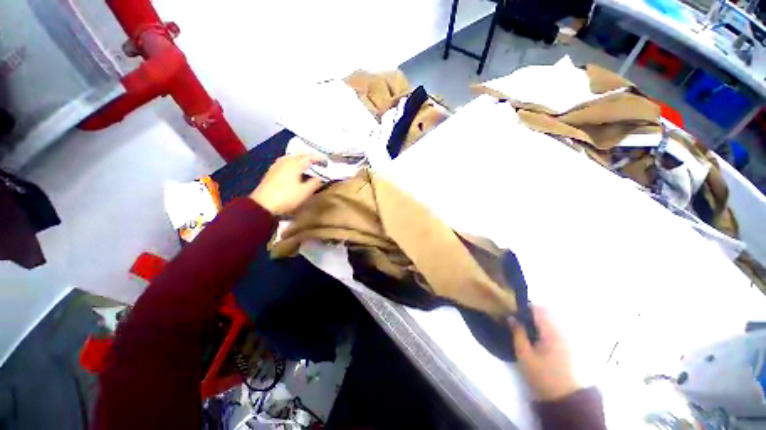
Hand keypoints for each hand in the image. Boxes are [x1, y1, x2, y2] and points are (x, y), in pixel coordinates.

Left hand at [250, 154, 324, 215]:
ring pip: (290, 158)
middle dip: (308, 157)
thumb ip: (314, 183)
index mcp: (294, 165)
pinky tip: (292, 168)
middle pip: (298, 155)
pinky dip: (291, 162)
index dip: (317, 158)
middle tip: (316, 161)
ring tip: (305, 163)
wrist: (263, 205)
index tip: (325, 161)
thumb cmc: (287, 197)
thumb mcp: (305, 192)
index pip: (308, 157)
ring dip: (299, 159)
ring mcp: (276, 166)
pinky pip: (284, 162)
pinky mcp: (271, 172)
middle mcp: (285, 162)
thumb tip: (320, 178)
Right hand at [510, 306, 579, 400]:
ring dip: (537, 317)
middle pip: (545, 311)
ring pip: (550, 318)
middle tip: (517, 317)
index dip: (524, 306)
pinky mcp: (566, 343)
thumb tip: (511, 317)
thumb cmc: (542, 374)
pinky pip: (554, 326)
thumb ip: (517, 333)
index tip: (512, 310)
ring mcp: (565, 336)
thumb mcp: (524, 355)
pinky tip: (535, 334)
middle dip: (530, 311)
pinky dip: (543, 324)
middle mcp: (560, 330)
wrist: (564, 396)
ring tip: (524, 325)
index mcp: (550, 331)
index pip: (537, 309)